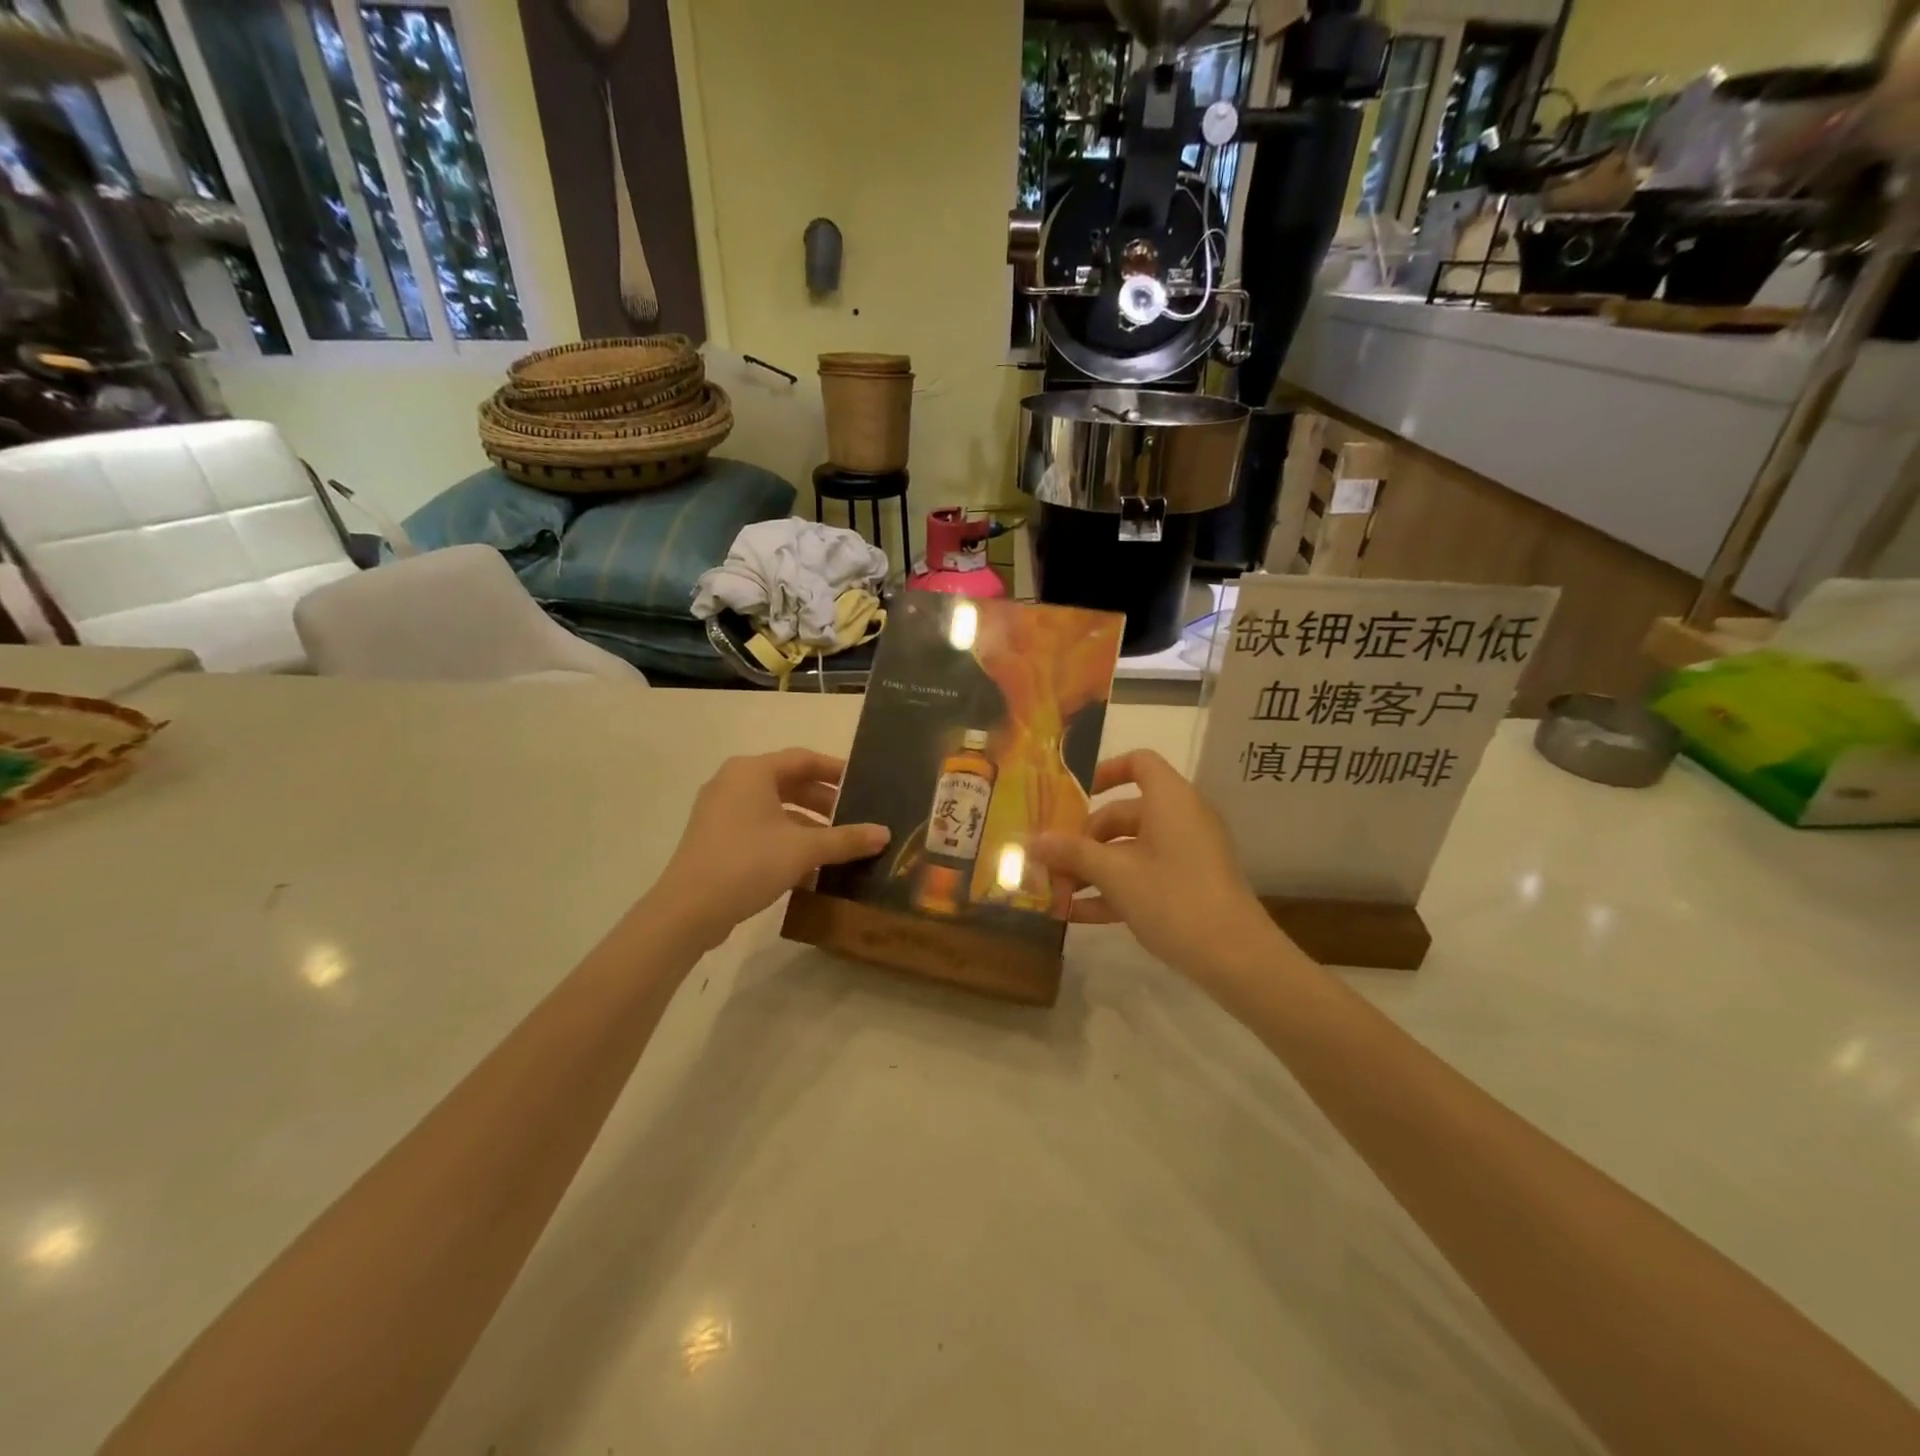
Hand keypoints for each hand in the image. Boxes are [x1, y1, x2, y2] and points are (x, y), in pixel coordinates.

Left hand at [648, 749, 888, 951]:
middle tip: (854, 816)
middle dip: (823, 800)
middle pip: (788, 782)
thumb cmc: (748, 863)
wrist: (688, 910)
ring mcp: (720, 810)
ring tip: (835, 842)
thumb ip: (846, 839)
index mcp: (752, 771)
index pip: (804, 759)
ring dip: (806, 821)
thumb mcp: (804, 849)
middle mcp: (733, 782)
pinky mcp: (715, 837)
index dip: (836, 771)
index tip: (864, 784)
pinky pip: (758, 826)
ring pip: (773, 807)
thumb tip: (884, 834)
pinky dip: (784, 836)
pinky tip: (807, 862)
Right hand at [1028, 750, 1282, 983]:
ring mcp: (1187, 854)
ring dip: (1092, 869)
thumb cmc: (1173, 897)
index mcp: (1170, 800)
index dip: (1104, 772)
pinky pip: (1144, 875)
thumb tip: (1032, 841)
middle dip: (1083, 839)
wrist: (1236, 957)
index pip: (1138, 763)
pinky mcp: (1189, 885)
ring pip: (1130, 850)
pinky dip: (1114, 889)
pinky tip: (1077, 915)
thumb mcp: (1115, 874)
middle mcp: (1181, 819)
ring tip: (1055, 893)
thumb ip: (1072, 853)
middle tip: (1051, 862)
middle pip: (1124, 814)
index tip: (1072, 796)